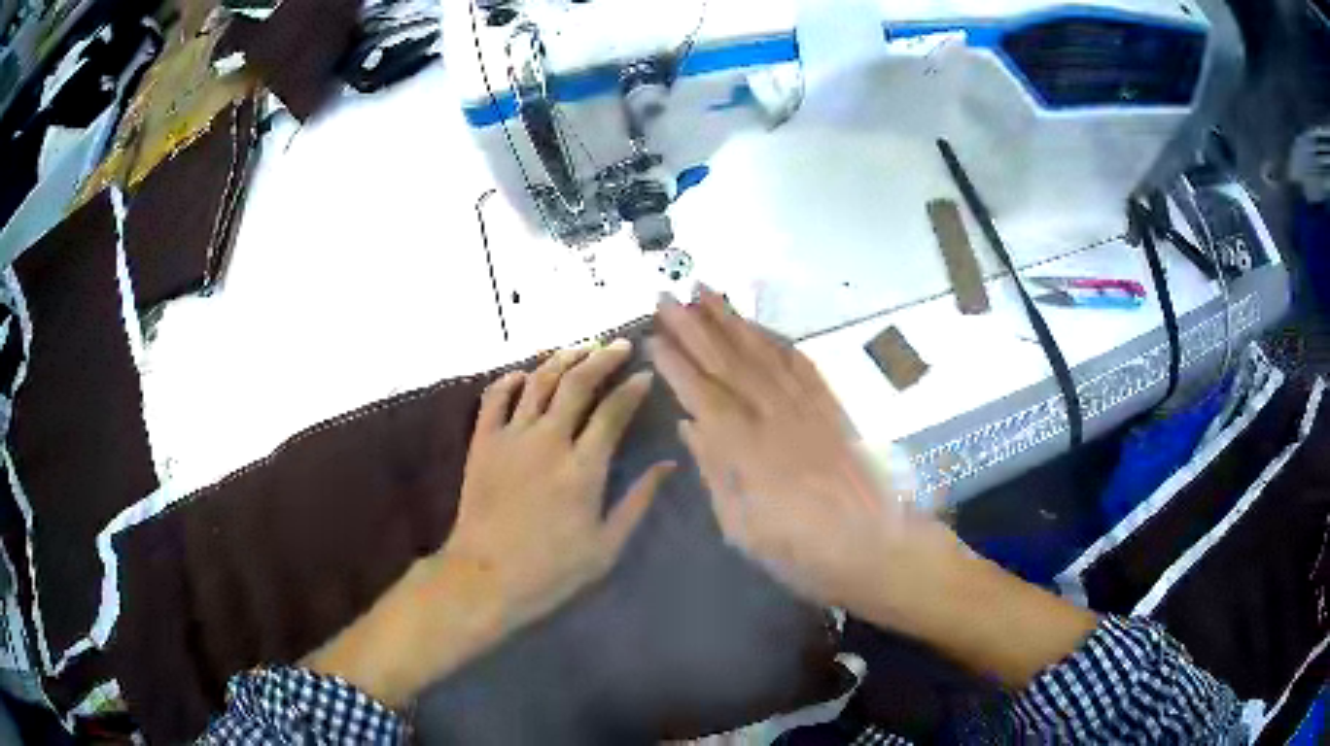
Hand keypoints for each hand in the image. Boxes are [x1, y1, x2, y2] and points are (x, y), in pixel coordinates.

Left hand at [307, 340, 673, 707]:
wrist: (485, 577)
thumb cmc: (552, 569)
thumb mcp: (607, 546)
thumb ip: (638, 500)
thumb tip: (669, 464)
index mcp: (583, 467)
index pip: (614, 412)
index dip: (632, 388)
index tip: (645, 375)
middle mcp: (548, 440)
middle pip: (577, 383)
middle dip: (602, 358)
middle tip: (618, 346)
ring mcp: (511, 437)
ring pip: (538, 381)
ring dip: (562, 359)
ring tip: (581, 348)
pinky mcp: (482, 442)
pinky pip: (495, 397)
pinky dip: (509, 379)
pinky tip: (524, 374)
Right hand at [651, 289, 951, 626]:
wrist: (880, 549)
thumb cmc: (805, 553)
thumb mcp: (745, 530)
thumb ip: (717, 473)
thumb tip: (691, 426)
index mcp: (749, 452)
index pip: (703, 395)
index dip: (676, 363)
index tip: (653, 337)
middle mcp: (776, 418)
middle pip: (729, 363)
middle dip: (694, 327)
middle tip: (668, 297)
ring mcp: (809, 408)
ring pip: (764, 354)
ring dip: (732, 321)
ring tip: (706, 293)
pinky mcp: (833, 408)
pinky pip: (802, 364)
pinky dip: (777, 340)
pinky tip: (759, 326)